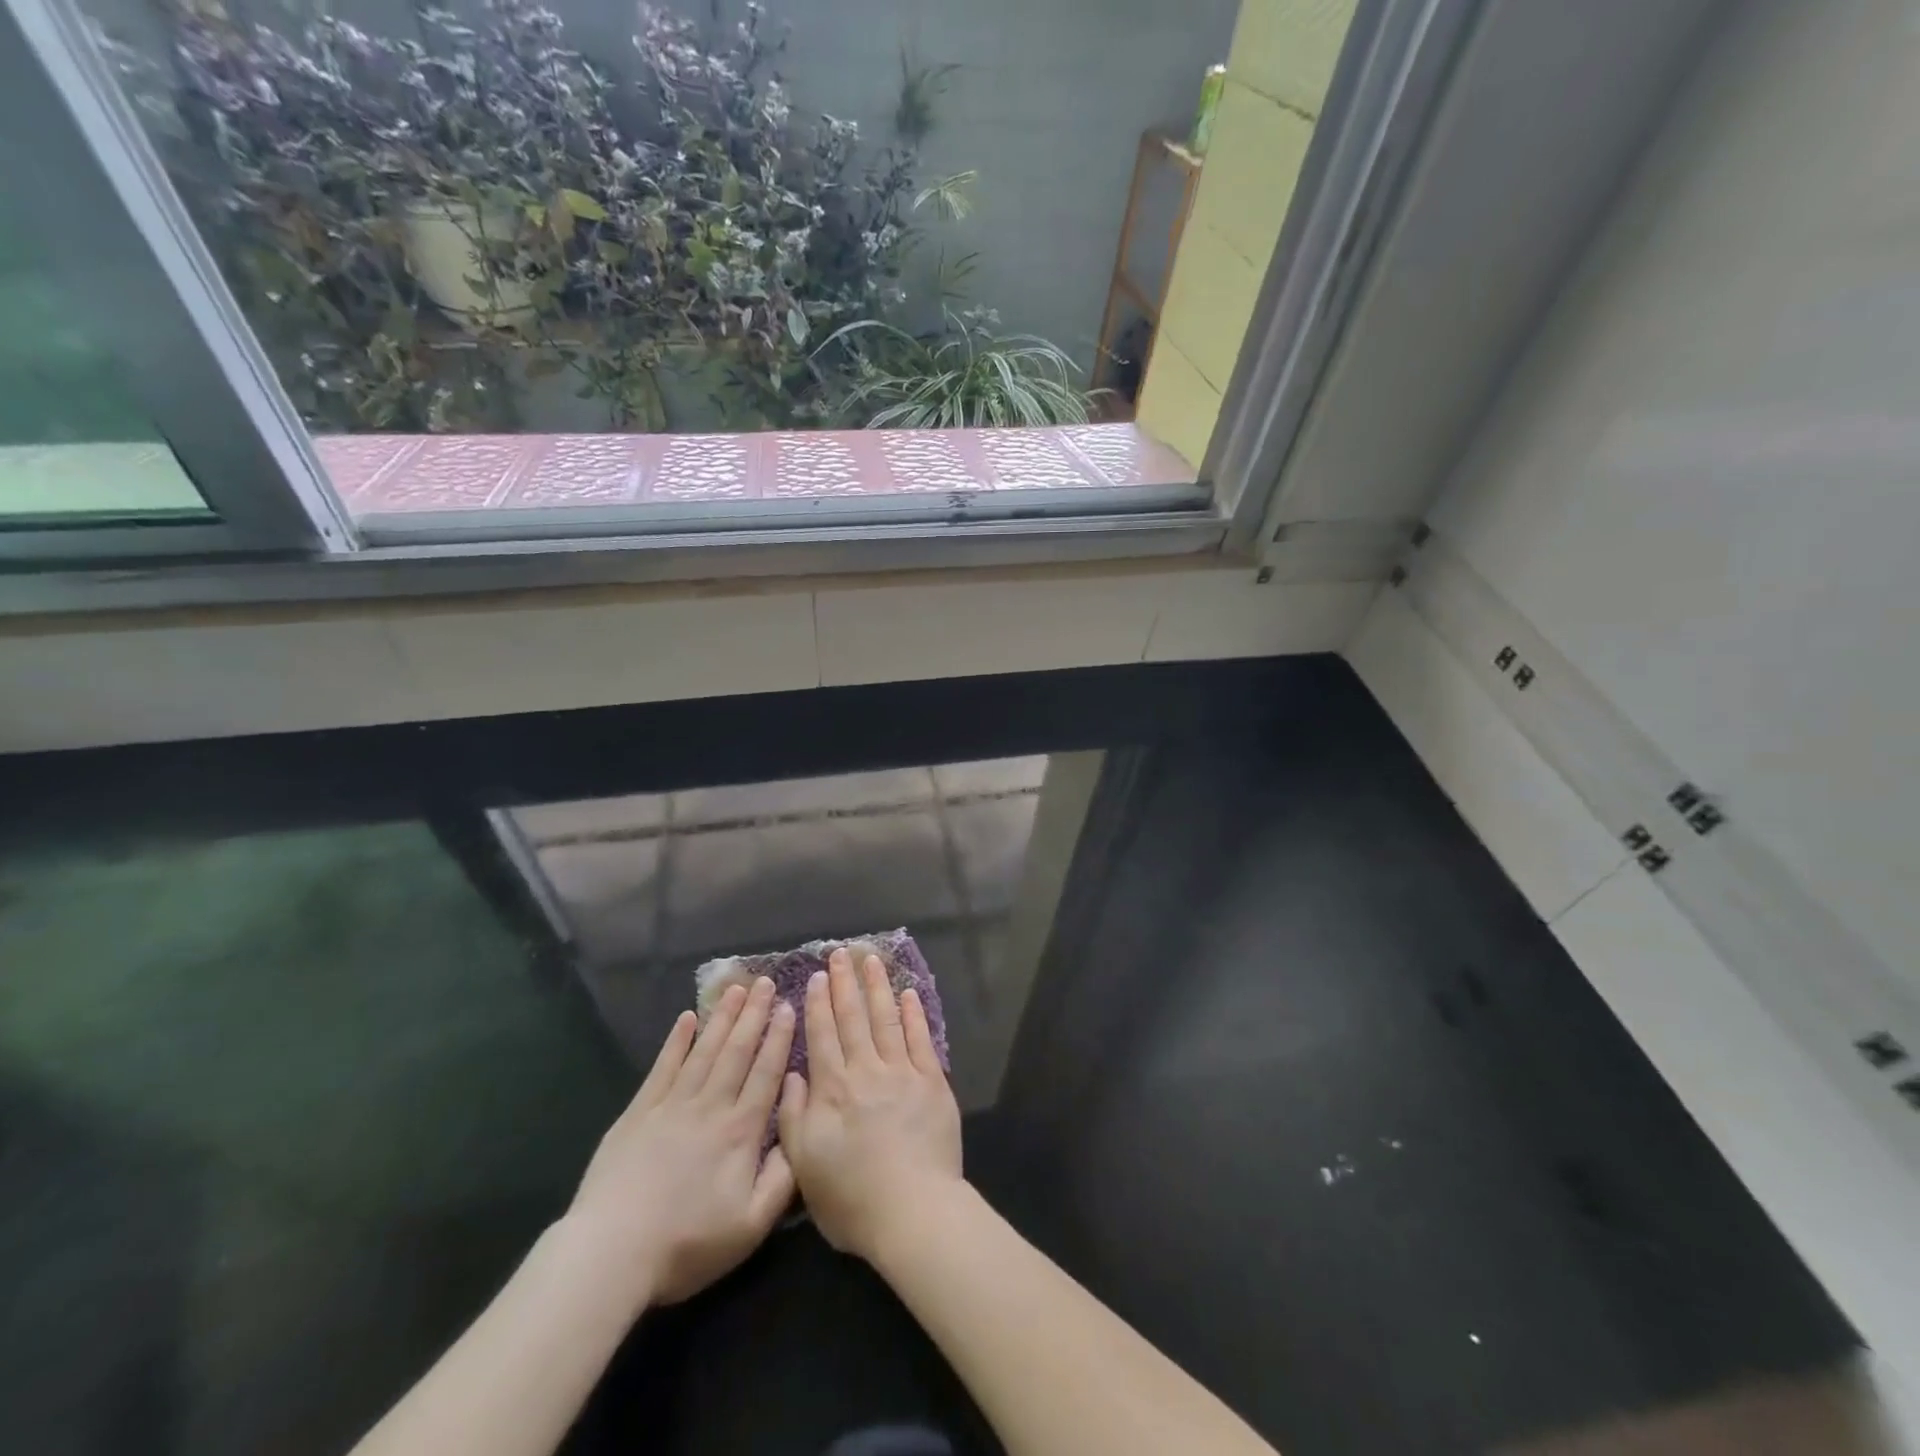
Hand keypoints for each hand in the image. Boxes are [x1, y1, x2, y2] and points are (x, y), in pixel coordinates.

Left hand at [564, 976, 796, 1308]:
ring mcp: (672, 1105)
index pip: (766, 1073)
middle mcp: (711, 1107)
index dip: (779, 1038)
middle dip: (753, 1014)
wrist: (612, 1252)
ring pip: (705, 1051)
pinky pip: (663, 1067)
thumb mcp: (750, 1225)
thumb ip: (782, 1179)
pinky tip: (687, 1018)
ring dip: (722, 1017)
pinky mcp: (639, 1113)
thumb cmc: (687, 1243)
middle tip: (765, 981)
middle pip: (737, 1051)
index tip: (787, 1005)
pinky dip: (677, 1041)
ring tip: (735, 988)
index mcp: (740, 1131)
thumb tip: (801, 1137)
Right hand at [777, 948, 962, 1262]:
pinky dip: (913, 1014)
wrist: (913, 1211)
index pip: (822, 1036)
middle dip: (844, 983)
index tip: (815, 977)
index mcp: (833, 1090)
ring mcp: (902, 1072)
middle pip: (853, 1018)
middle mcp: (866, 1071)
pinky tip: (907, 994)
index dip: (817, 1005)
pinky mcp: (932, 1081)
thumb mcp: (805, 1166)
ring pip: (885, 1019)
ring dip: (877, 987)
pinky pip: (920, 1038)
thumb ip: (794, 1117)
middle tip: (840, 953)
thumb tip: (794, 1074)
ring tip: (871, 960)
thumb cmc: (853, 1198)